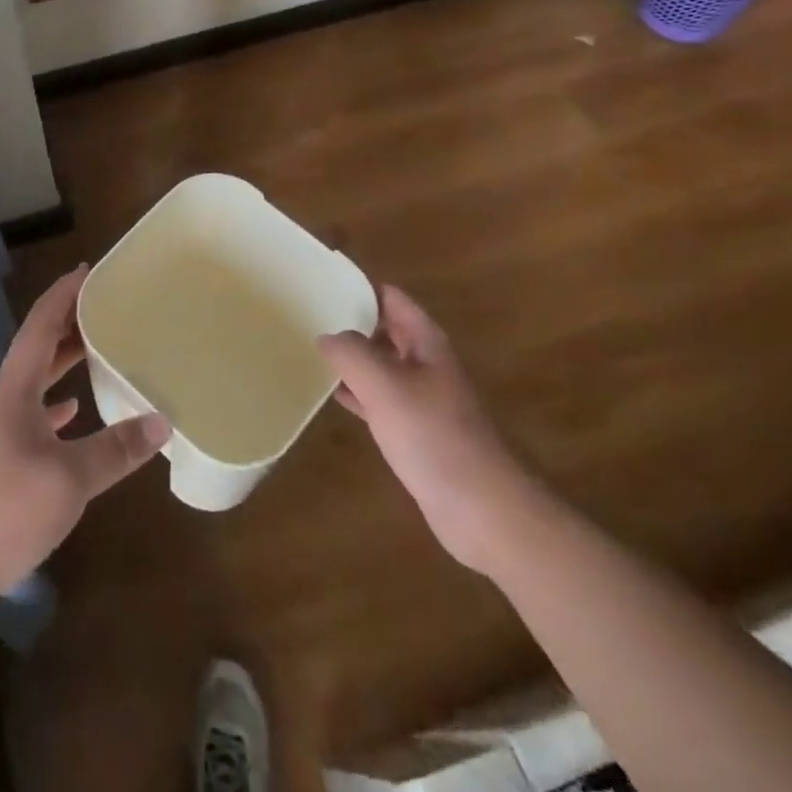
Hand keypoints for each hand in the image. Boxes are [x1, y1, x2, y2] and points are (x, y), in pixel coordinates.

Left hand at [0, 266, 170, 619]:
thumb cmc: (2, 510)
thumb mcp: (67, 480)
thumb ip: (115, 449)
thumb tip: (162, 422)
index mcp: (15, 388)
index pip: (40, 324)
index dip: (63, 294)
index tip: (89, 270)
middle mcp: (4, 398)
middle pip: (38, 346)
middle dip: (70, 322)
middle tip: (107, 306)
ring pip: (36, 379)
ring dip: (64, 361)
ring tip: (100, 349)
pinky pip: (32, 413)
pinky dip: (55, 403)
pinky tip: (75, 411)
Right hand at [319, 285, 544, 572]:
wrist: (485, 509)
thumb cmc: (436, 437)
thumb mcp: (386, 385)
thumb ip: (352, 353)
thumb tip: (327, 335)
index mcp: (425, 342)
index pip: (390, 298)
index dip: (359, 286)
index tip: (322, 282)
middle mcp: (425, 363)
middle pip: (385, 329)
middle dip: (350, 320)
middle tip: (306, 314)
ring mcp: (423, 399)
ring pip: (380, 365)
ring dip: (351, 357)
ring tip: (309, 349)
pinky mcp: (417, 432)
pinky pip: (380, 400)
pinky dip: (356, 392)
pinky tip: (330, 394)